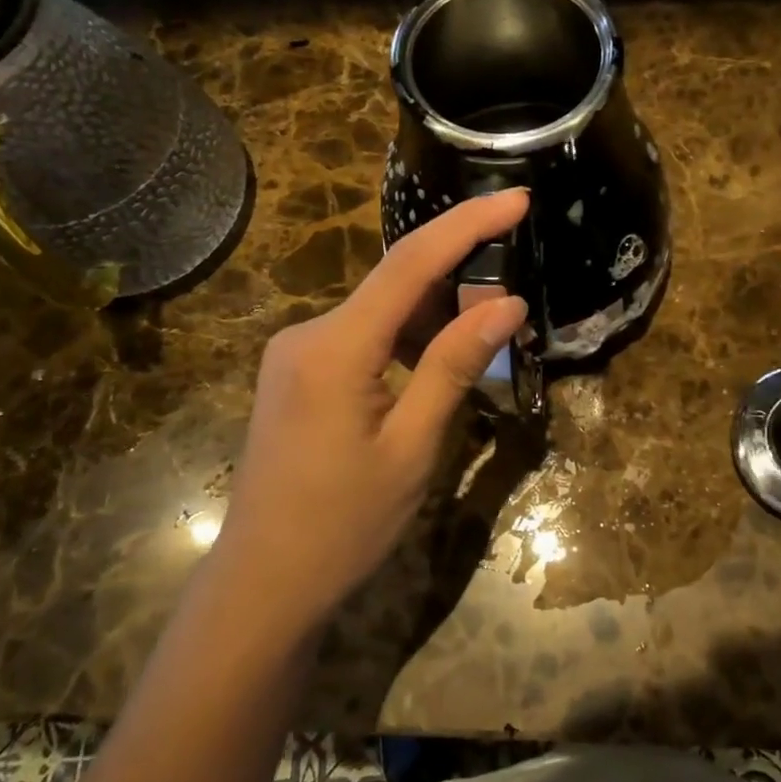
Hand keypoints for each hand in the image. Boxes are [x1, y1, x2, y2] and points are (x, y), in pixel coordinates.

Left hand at [212, 190, 530, 637]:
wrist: (263, 583)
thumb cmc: (344, 525)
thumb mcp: (413, 447)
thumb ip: (455, 366)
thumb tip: (508, 303)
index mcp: (335, 347)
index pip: (411, 263)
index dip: (468, 224)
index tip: (517, 198)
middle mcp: (308, 333)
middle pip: (394, 282)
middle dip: (458, 274)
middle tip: (515, 290)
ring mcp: (296, 353)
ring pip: (379, 311)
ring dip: (433, 312)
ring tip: (486, 329)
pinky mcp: (296, 374)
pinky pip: (360, 336)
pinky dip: (405, 338)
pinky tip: (436, 359)